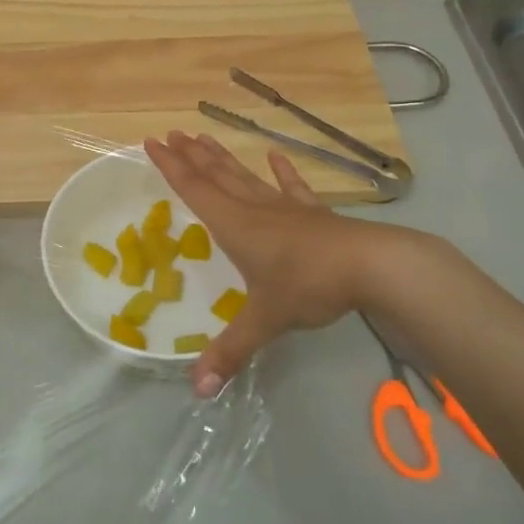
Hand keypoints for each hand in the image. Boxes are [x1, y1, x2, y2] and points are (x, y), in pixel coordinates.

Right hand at [144, 131, 393, 394]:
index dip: (171, 166)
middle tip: (172, 133)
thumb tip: (197, 391)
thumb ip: (231, 352)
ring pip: (246, 177)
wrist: (372, 266)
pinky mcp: (314, 214)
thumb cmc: (309, 285)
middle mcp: (255, 210)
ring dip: (223, 158)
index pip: (195, 190)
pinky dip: (282, 171)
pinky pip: (292, 187)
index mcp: (235, 226)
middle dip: (191, 156)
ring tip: (204, 136)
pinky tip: (275, 155)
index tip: (152, 141)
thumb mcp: (266, 322)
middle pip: (217, 176)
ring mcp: (286, 208)